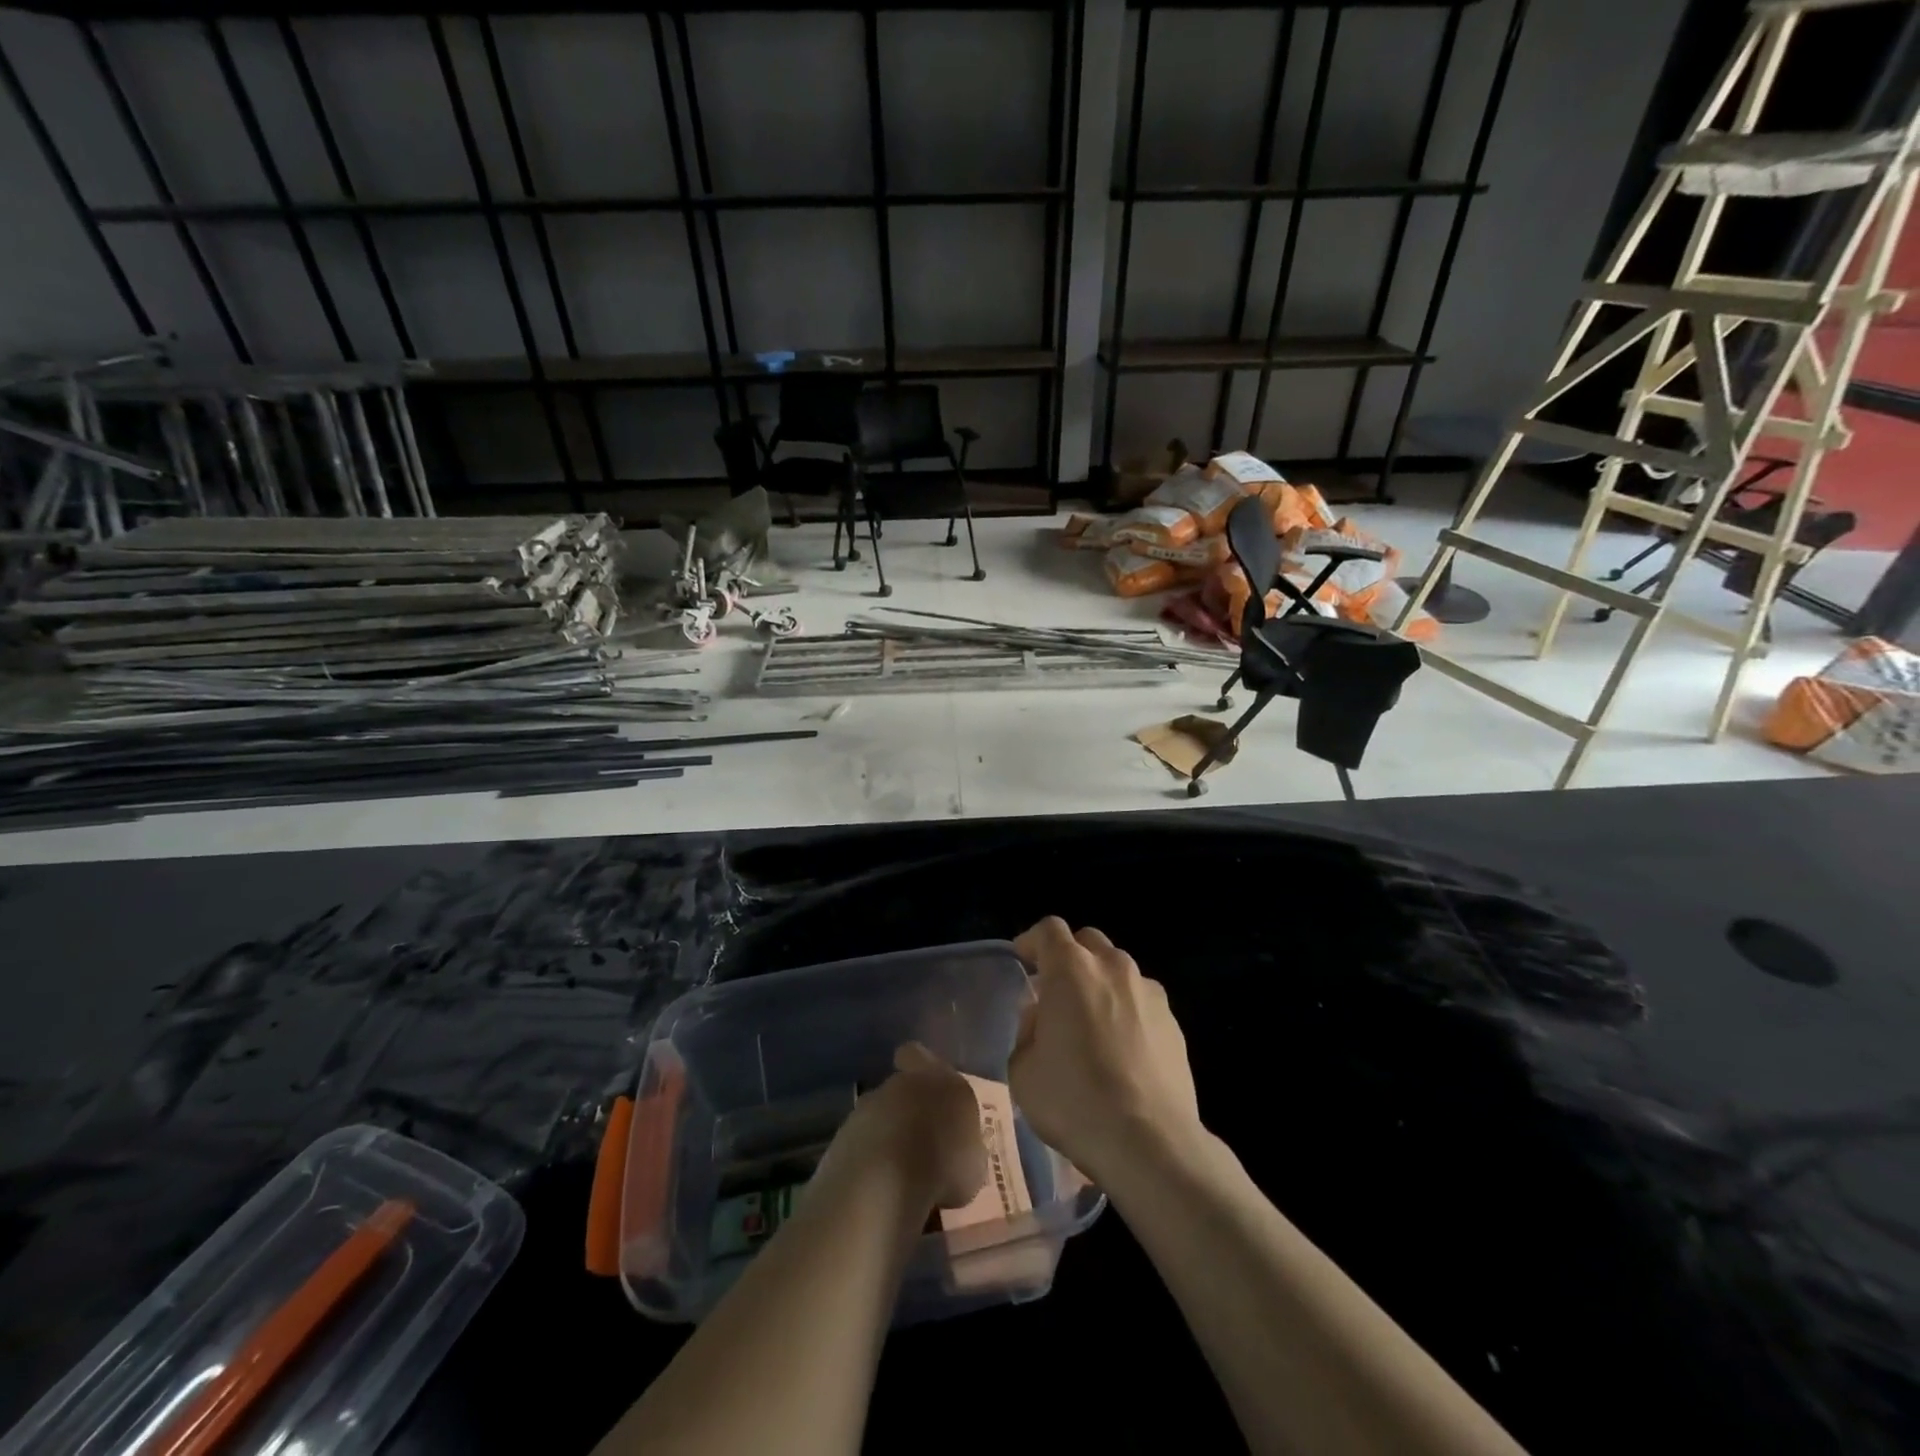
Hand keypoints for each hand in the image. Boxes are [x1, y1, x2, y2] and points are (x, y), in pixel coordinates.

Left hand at [821, 1042, 986, 1210]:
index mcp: (935, 1078)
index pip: (916, 1054)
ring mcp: (865, 1110)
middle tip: (921, 1145)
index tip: (926, 1088)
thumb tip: (960, 1152)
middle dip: (906, 1112)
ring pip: (878, 1117)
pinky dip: (869, 1163)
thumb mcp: (973, 1161)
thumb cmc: (943, 1162)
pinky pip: (860, 1147)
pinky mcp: (841, 1140)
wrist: (883, 1181)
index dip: (918, 1066)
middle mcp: (897, 1084)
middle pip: (898, 1089)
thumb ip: (965, 1146)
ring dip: (886, 1138)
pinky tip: (880, 1191)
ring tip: (902, 1177)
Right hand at [1009, 918, 1200, 1182]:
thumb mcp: (1023, 1070)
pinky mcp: (1174, 1023)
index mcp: (1071, 969)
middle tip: (1056, 992)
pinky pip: (1142, 1002)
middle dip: (1070, 957)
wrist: (1149, 1142)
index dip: (1032, 941)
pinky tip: (1122, 1050)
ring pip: (1119, 970)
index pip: (1049, 930)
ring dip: (1101, 983)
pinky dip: (1128, 1012)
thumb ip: (1027, 1031)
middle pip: (1088, 941)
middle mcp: (1113, 967)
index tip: (1023, 961)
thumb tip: (1043, 1020)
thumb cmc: (1074, 1100)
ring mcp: (1149, 992)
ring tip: (1092, 1023)